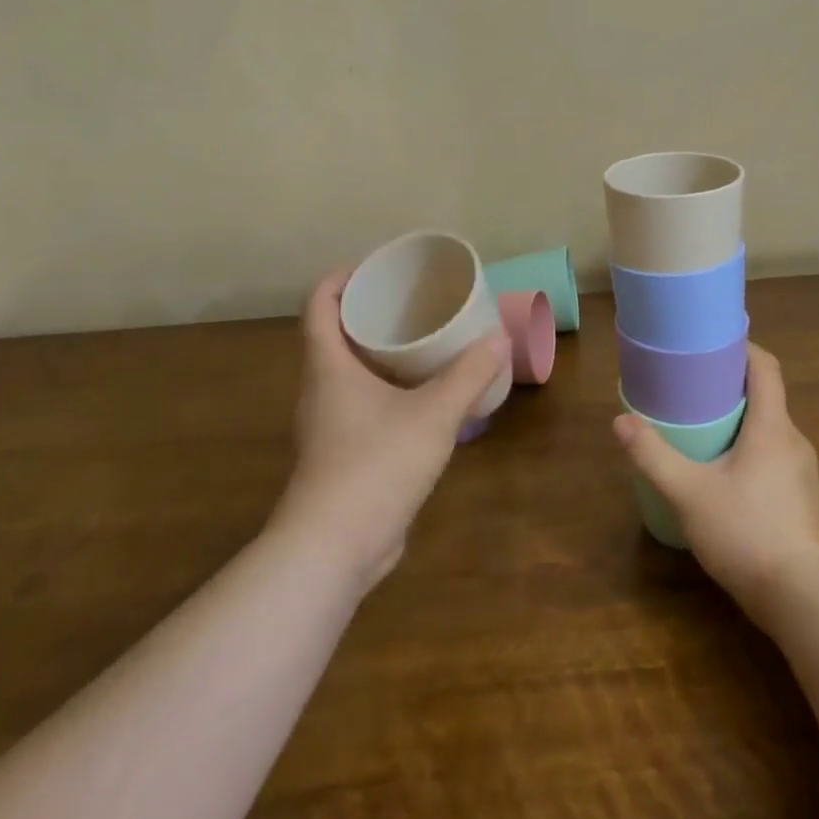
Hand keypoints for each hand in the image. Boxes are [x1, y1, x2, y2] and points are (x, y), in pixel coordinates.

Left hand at [273, 267, 508, 591]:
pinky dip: (386, 389)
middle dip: (370, 313)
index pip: (319, 304)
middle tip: (413, 302)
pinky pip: (360, 405)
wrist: (333, 549)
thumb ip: (469, 375)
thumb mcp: (434, 414)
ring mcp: (327, 425)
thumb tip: (499, 339)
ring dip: (379, 353)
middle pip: (334, 335)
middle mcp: (320, 389)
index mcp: (329, 367)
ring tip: (424, 344)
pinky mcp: (340, 455)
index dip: (341, 278)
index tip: (378, 268)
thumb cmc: (375, 465)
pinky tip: (421, 399)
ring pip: (348, 373)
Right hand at [613, 344, 818, 620]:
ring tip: (702, 427)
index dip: (742, 346)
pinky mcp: (801, 497)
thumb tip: (620, 421)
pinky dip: (749, 447)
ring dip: (740, 419)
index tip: (711, 342)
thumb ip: (652, 455)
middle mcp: (794, 440)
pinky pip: (774, 454)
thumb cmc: (746, 533)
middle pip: (766, 395)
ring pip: (770, 428)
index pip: (766, 366)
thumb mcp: (688, 492)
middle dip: (731, 385)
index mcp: (773, 426)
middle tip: (692, 386)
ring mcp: (802, 471)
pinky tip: (723, 472)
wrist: (801, 600)